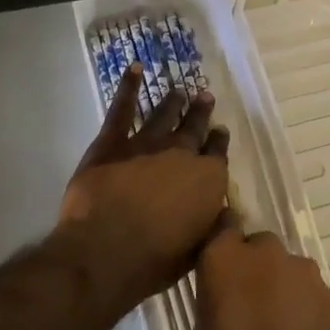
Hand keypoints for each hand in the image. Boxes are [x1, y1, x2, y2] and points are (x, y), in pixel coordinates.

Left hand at [58, 64, 229, 301]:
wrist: (106, 252)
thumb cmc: (156, 260)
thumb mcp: (198, 250)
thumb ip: (212, 226)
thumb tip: (224, 213)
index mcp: (207, 180)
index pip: (218, 154)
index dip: (218, 142)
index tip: (219, 132)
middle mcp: (182, 154)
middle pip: (194, 128)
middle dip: (201, 113)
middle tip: (205, 97)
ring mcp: (147, 144)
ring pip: (164, 115)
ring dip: (173, 102)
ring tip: (179, 89)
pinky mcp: (112, 143)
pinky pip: (122, 109)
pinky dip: (128, 87)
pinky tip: (134, 69)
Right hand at [193, 226, 329, 329]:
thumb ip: (216, 297)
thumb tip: (227, 292)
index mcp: (226, 259)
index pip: (223, 226)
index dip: (224, 244)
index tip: (221, 265)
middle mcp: (268, 254)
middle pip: (261, 246)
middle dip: (256, 268)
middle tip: (250, 306)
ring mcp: (305, 274)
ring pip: (291, 270)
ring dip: (284, 288)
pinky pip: (314, 295)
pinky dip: (307, 310)